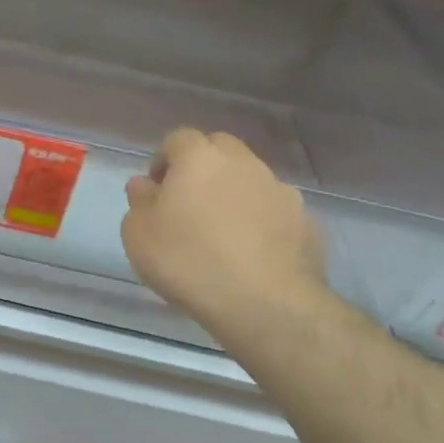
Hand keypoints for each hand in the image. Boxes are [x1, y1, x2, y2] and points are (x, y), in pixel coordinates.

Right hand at [121, 130, 326, 341]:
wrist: (265, 304)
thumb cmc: (188, 260)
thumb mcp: (138, 234)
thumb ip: (140, 201)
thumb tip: (146, 185)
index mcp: (199, 158)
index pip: (178, 138)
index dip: (164, 160)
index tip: (156, 189)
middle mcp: (243, 163)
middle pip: (220, 149)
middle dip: (202, 167)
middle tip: (188, 203)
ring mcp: (280, 190)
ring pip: (251, 178)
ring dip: (233, 194)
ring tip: (221, 233)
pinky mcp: (305, 222)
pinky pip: (274, 211)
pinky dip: (260, 222)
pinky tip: (249, 253)